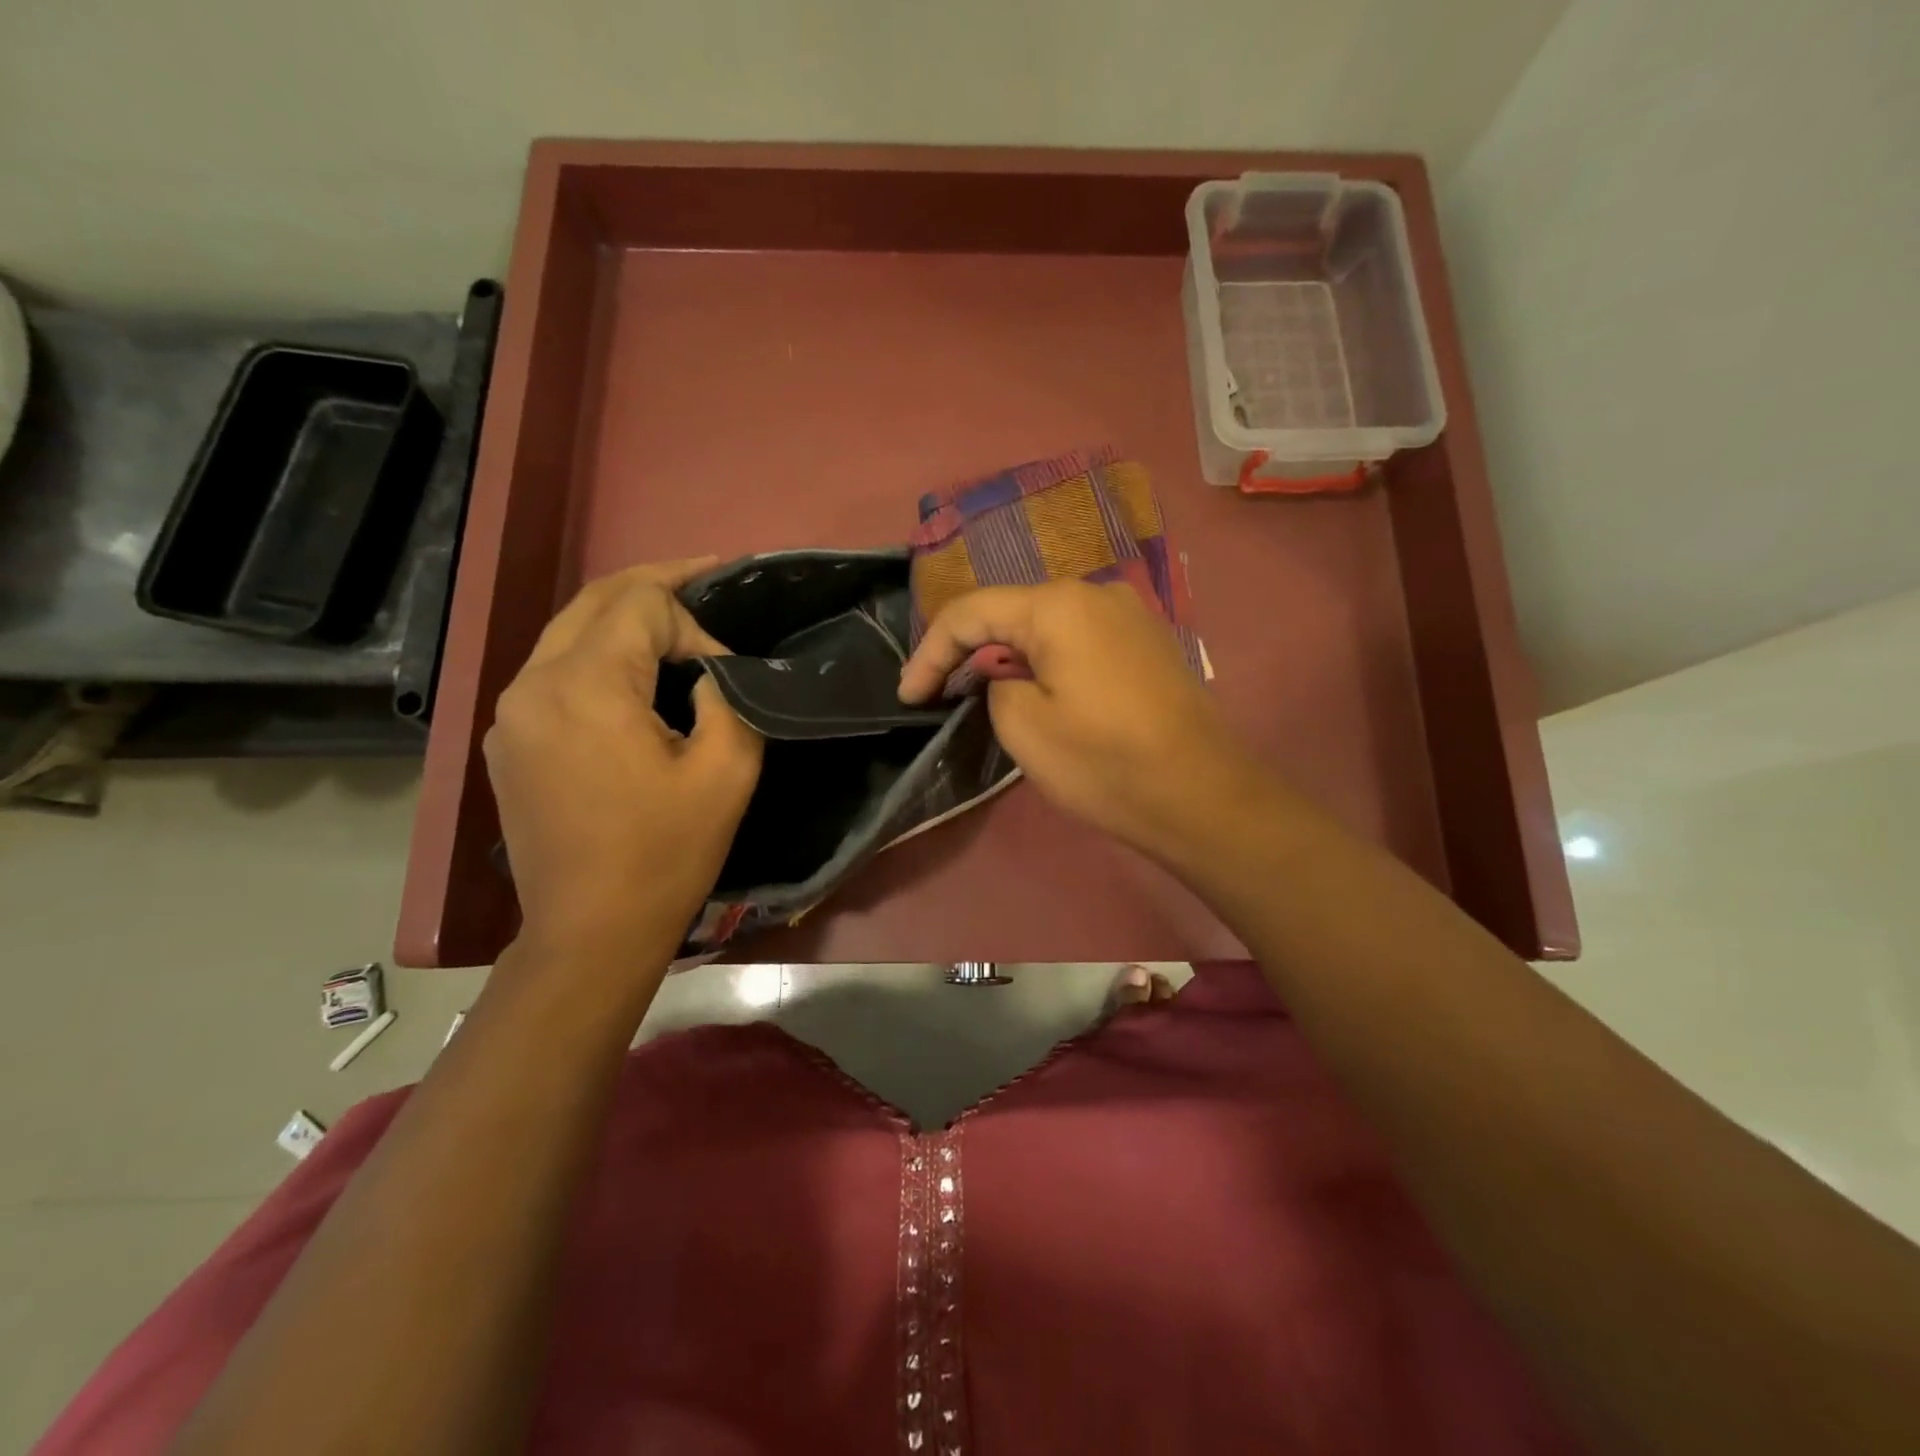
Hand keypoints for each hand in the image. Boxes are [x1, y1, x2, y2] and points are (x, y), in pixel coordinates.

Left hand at [485, 558, 762, 968]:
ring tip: (678, 623)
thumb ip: (729, 698)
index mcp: (585, 686)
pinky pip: (555, 671)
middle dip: (657, 584)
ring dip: (626, 618)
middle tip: (709, 577)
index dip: (696, 622)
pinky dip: (599, 655)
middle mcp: (533, 682)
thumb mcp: (727, 772)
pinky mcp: (509, 739)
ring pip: (570, 630)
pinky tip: (634, 676)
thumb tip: (711, 671)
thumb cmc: (666, 854)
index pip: (642, 604)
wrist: (590, 931)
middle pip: (596, 599)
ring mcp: (511, 711)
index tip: (728, 671)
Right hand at [898, 581, 1265, 858]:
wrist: (1203, 796)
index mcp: (1058, 604)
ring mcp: (1130, 615)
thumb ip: (994, 684)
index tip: (909, 697)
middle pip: (1011, 612)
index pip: (971, 612)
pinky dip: (1048, 661)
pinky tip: (1041, 692)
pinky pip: (1080, 640)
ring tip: (984, 696)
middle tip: (940, 694)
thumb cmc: (1106, 762)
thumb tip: (1007, 674)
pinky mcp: (1148, 643)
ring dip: (1009, 656)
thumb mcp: (1024, 727)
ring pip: (1047, 626)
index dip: (930, 652)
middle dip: (969, 652)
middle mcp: (1096, 592)